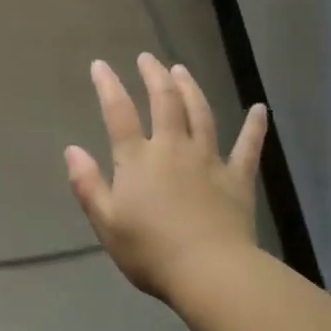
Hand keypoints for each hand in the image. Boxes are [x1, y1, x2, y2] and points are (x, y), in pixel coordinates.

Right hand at [65, 54, 266, 303]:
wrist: (209, 272)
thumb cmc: (150, 252)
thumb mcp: (106, 223)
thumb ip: (88, 184)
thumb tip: (71, 150)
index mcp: (138, 160)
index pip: (119, 113)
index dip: (108, 86)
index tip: (100, 65)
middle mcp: (172, 149)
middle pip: (164, 102)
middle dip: (154, 76)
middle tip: (148, 58)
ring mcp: (208, 160)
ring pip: (200, 114)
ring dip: (191, 88)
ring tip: (182, 70)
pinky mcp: (236, 178)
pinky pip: (248, 147)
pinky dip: (254, 127)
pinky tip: (259, 109)